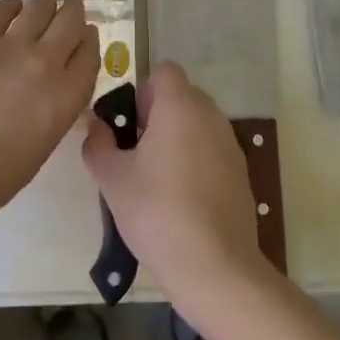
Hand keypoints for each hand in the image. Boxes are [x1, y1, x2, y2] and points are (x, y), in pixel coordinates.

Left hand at [0, 0, 98, 220]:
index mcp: (65, 96)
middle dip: (73, 13)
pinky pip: (0, 10)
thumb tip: (53, 85)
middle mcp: (44, 62)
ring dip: (46, 4)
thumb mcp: (43, 144)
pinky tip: (11, 9)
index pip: (90, 53)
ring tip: (42, 6)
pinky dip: (11, 7)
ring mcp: (8, 45)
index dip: (89, 41)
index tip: (85, 37)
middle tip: (70, 10)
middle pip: (70, 21)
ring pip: (39, 6)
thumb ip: (56, 107)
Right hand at [82, 63, 271, 309]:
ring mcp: (230, 144)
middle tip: (135, 152)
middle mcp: (210, 115)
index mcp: (180, 106)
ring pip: (197, 124)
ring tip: (155, 179)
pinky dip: (196, 162)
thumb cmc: (157, 212)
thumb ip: (98, 144)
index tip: (129, 125)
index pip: (163, 71)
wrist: (215, 267)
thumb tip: (97, 127)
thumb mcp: (112, 179)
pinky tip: (181, 200)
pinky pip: (212, 150)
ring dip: (177, 139)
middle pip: (181, 96)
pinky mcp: (241, 173)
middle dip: (156, 115)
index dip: (142, 91)